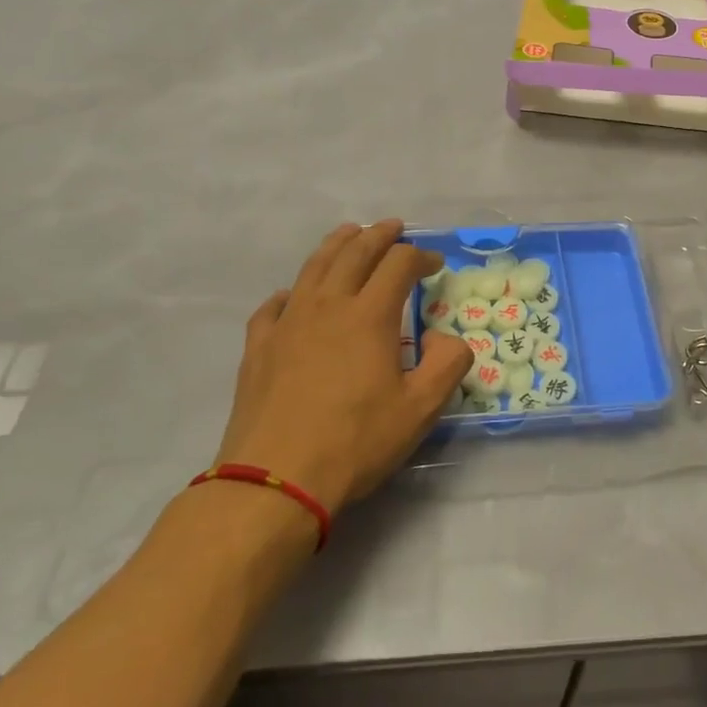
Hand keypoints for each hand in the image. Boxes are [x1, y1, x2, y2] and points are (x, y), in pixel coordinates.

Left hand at [215, 221, 472, 514]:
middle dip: (379, 235)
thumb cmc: (356, 441)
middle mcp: (327, 305)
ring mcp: (287, 323)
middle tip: (394, 228)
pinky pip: (275, 304)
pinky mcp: (259, 346)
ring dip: (336, 245)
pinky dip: (292, 292)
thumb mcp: (421, 409)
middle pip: (354, 252)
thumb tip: (447, 337)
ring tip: (349, 234)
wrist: (276, 478)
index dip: (420, 256)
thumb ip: (447, 364)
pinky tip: (294, 297)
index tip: (435, 265)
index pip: (399, 264)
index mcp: (369, 315)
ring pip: (313, 267)